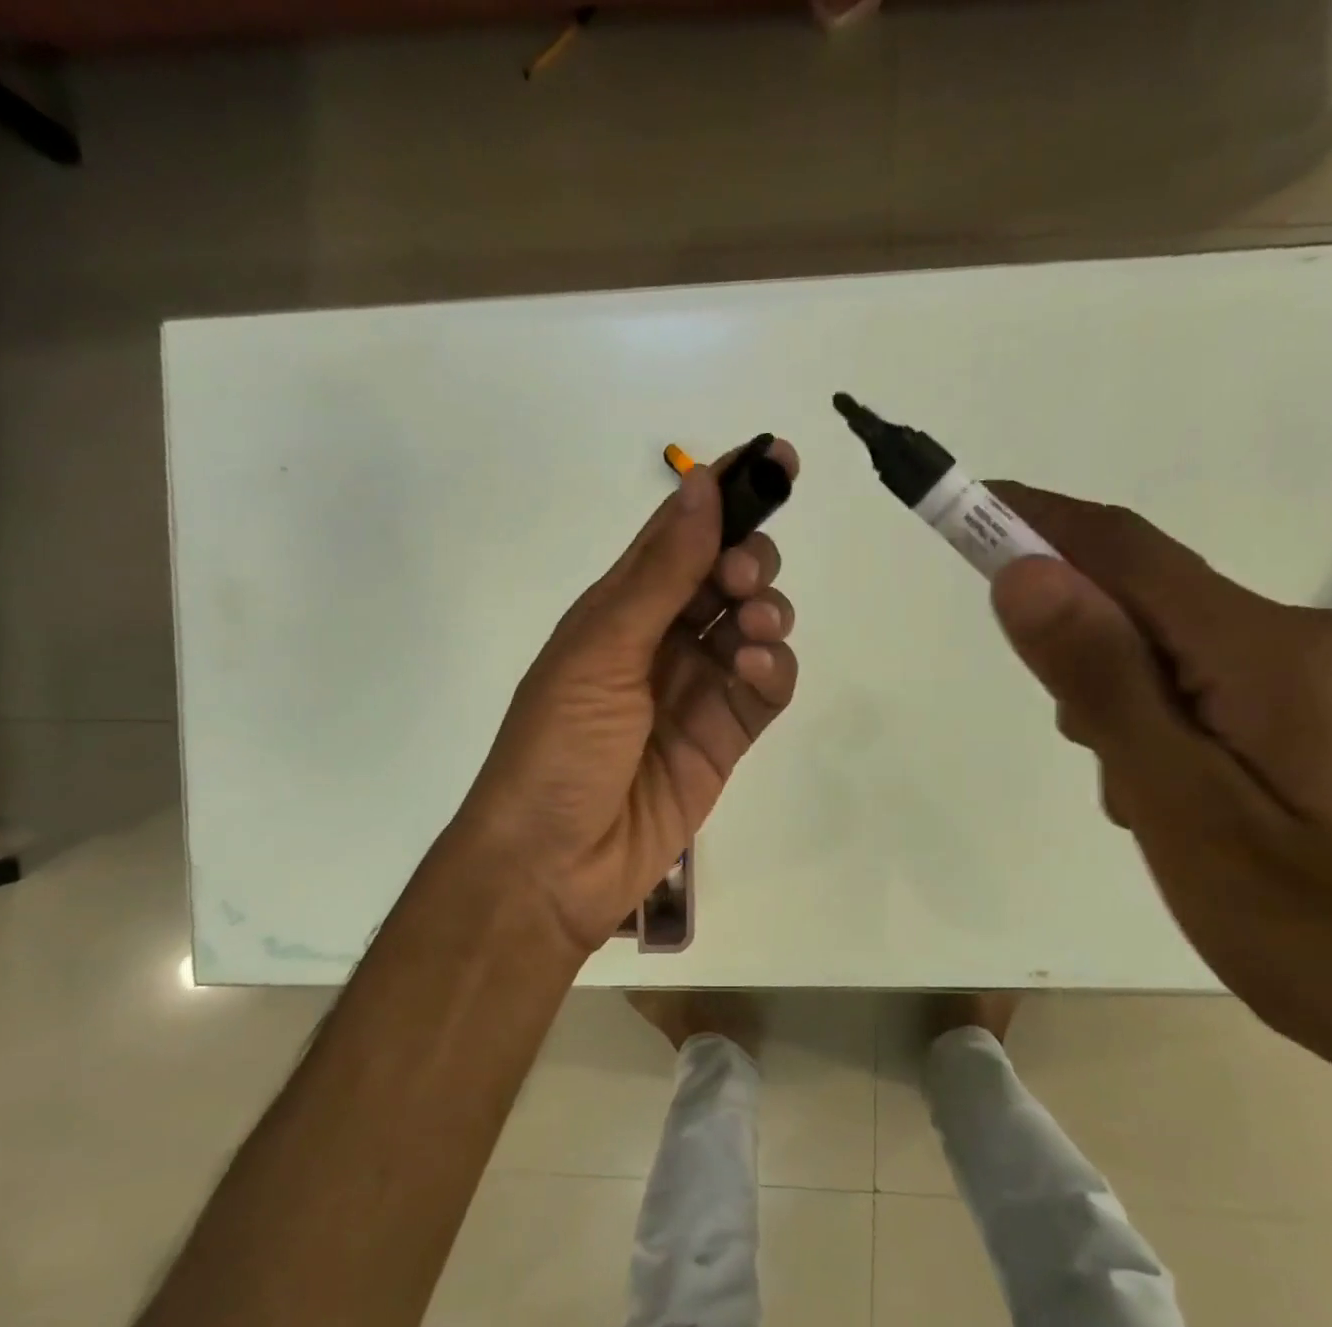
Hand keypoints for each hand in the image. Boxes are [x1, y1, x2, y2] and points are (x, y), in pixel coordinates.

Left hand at [454, 441, 799, 955]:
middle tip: (743, 577)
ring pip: (754, 627)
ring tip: (751, 631)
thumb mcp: (601, 651)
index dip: (725, 493)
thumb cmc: (558, 746)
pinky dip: (773, 670)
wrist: (554, 862)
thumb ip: (660, 574)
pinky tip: (759, 670)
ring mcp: (695, 691)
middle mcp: (660, 641)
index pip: (679, 535)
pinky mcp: (723, 739)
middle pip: (724, 576)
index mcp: (619, 610)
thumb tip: (702, 482)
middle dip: (749, 559)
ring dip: (766, 612)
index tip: (776, 459)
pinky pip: (765, 688)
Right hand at [985, 483, 1331, 1106]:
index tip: (966, 509)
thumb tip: (1026, 576)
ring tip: (1146, 807)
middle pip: (1152, 608)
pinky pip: (1217, 694)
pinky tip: (1187, 808)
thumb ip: (1103, 684)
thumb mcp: (1182, 805)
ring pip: (1179, 658)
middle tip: (1088, 755)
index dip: (1039, 525)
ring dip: (1126, 707)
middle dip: (1085, 655)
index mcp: (1270, 653)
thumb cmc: (1319, 929)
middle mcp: (1309, 643)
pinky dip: (1167, 729)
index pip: (1127, 555)